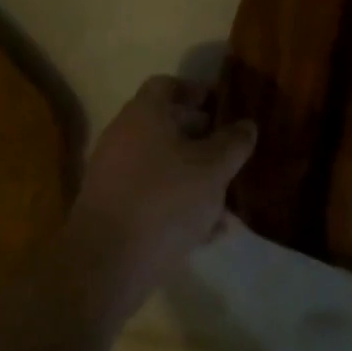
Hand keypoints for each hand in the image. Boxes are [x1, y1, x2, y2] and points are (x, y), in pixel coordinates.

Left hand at [64, 77, 256, 322]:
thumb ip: (233, 143)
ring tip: (224, 202)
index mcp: (144, 114)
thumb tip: (246, 124)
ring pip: (160, 165)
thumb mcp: (213, 169)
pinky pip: (149, 196)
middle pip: (164, 126)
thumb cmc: (164, 200)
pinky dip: (175, 205)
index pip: (167, 85)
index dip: (194, 91)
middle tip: (227, 153)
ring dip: (191, 177)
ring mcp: (111, 174)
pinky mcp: (109, 210)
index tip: (219, 107)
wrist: (104, 265)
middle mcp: (122, 135)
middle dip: (199, 138)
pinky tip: (205, 233)